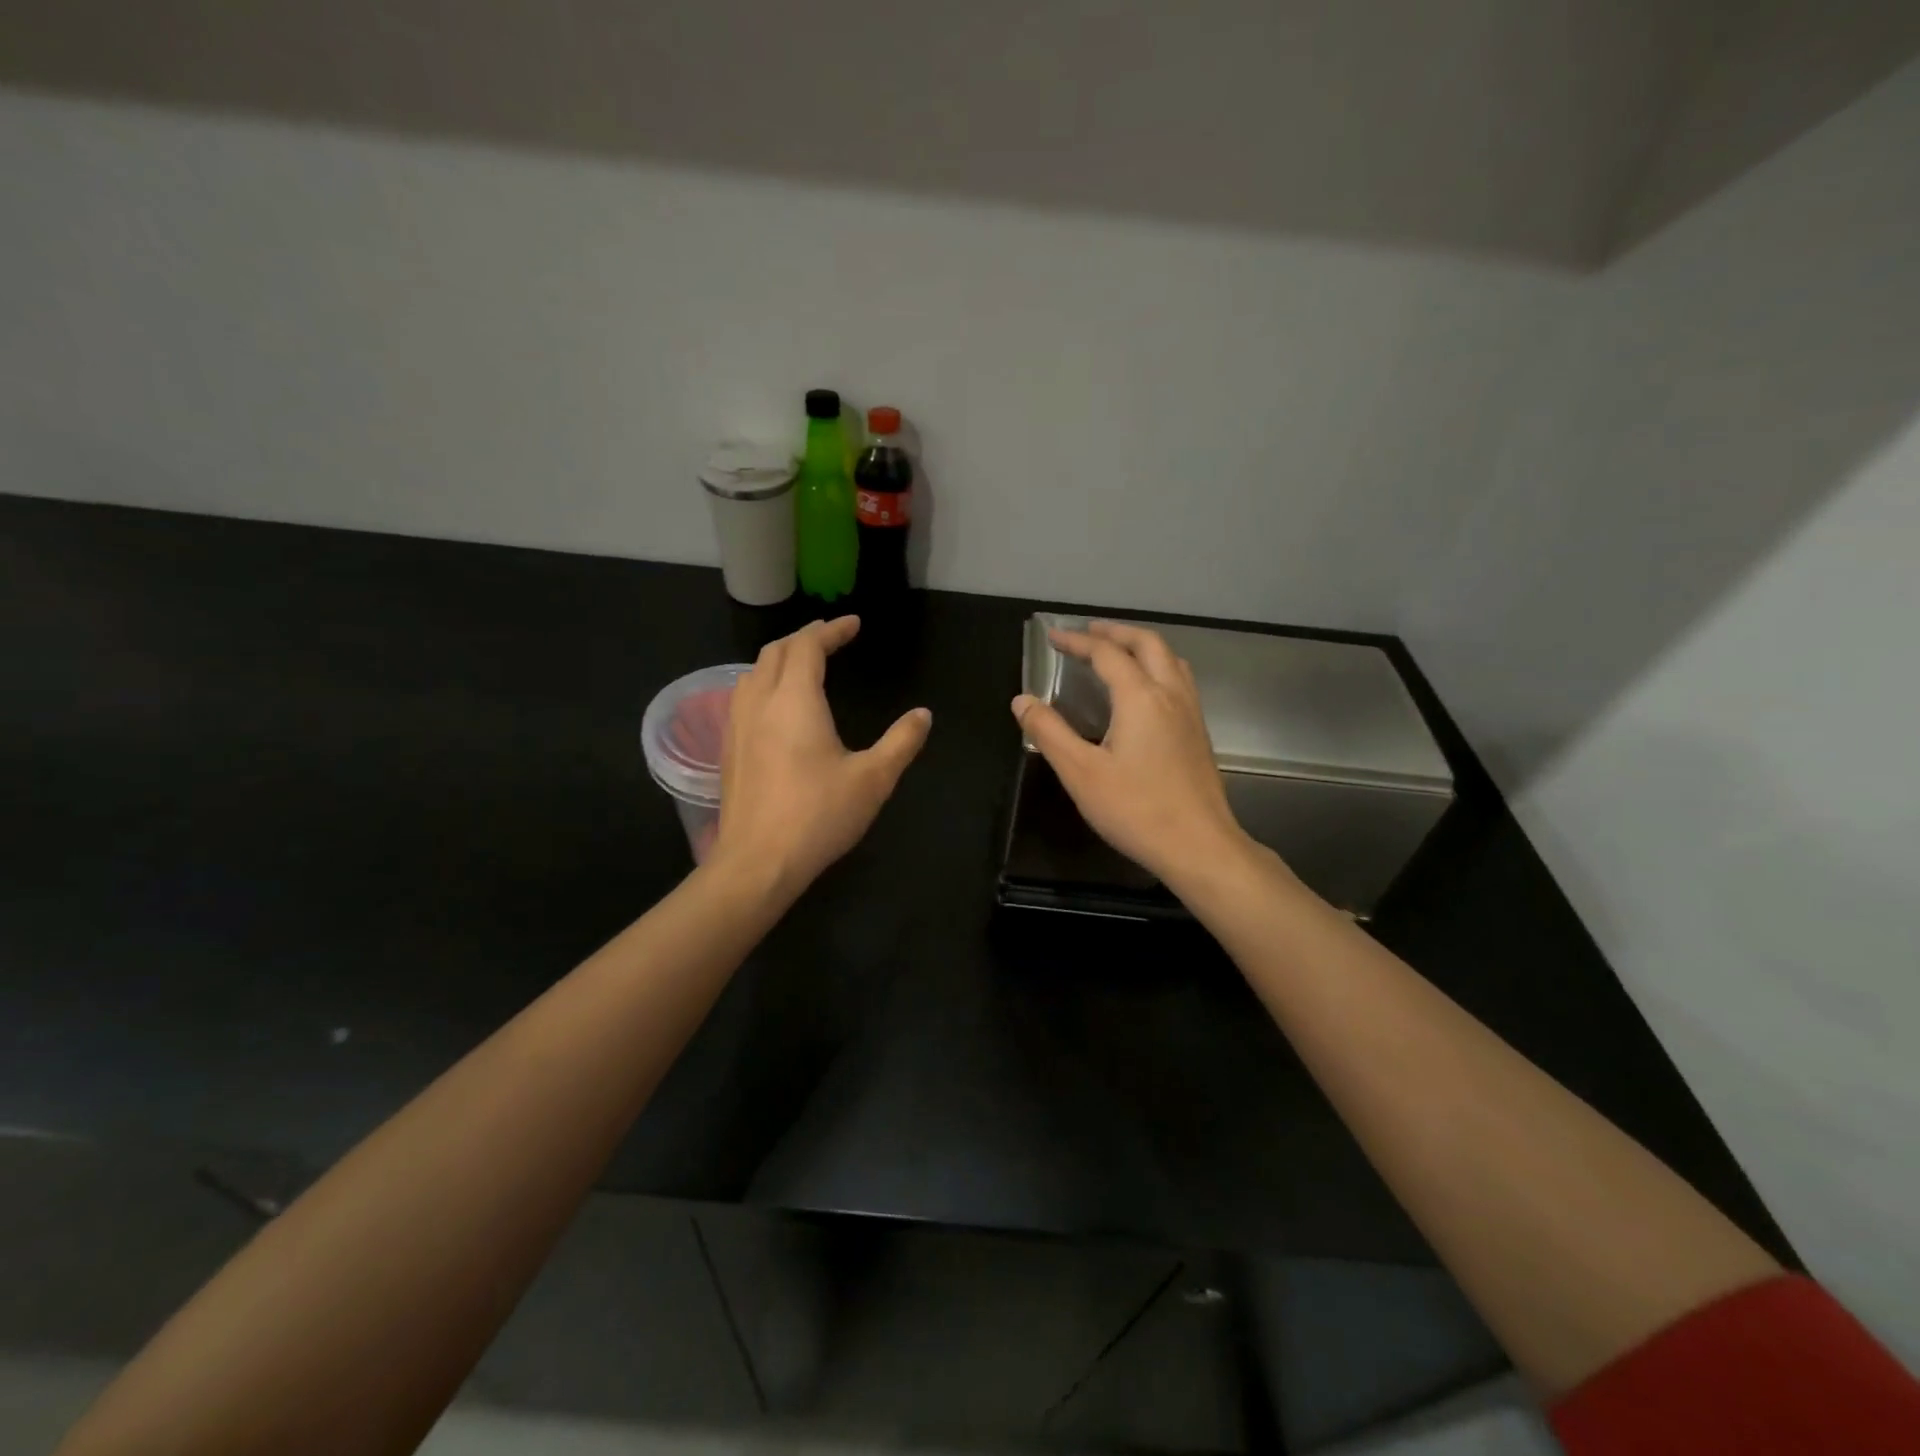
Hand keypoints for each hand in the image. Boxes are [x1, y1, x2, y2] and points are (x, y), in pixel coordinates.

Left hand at [711, 616, 931, 898]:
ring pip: (753, 672)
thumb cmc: (819, 816)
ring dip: (780, 658)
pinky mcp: (728, 749)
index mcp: (795, 700)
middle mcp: (760, 702)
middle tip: (831, 639)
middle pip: (776, 651)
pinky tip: (777, 706)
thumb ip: (901, 742)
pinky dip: (764, 682)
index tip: (853, 624)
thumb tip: (923, 715)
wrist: (758, 862)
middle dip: (804, 638)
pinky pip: (743, 697)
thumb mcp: (873, 779)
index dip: (831, 630)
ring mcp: (737, 726)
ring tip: (804, 665)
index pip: (808, 646)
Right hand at [1012, 621, 1250, 887]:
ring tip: (1118, 652)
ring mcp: (1191, 714)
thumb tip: (1022, 700)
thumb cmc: (1136, 810)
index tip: (1053, 637)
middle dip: (1116, 632)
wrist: (1199, 846)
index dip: (1078, 641)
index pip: (1107, 654)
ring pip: (1171, 660)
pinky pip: (1179, 681)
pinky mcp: (1199, 734)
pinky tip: (1145, 693)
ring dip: (1142, 646)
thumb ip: (1049, 732)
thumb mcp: (1080, 773)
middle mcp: (1170, 695)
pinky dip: (1158, 667)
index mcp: (1141, 698)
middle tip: (1088, 632)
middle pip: (1148, 644)